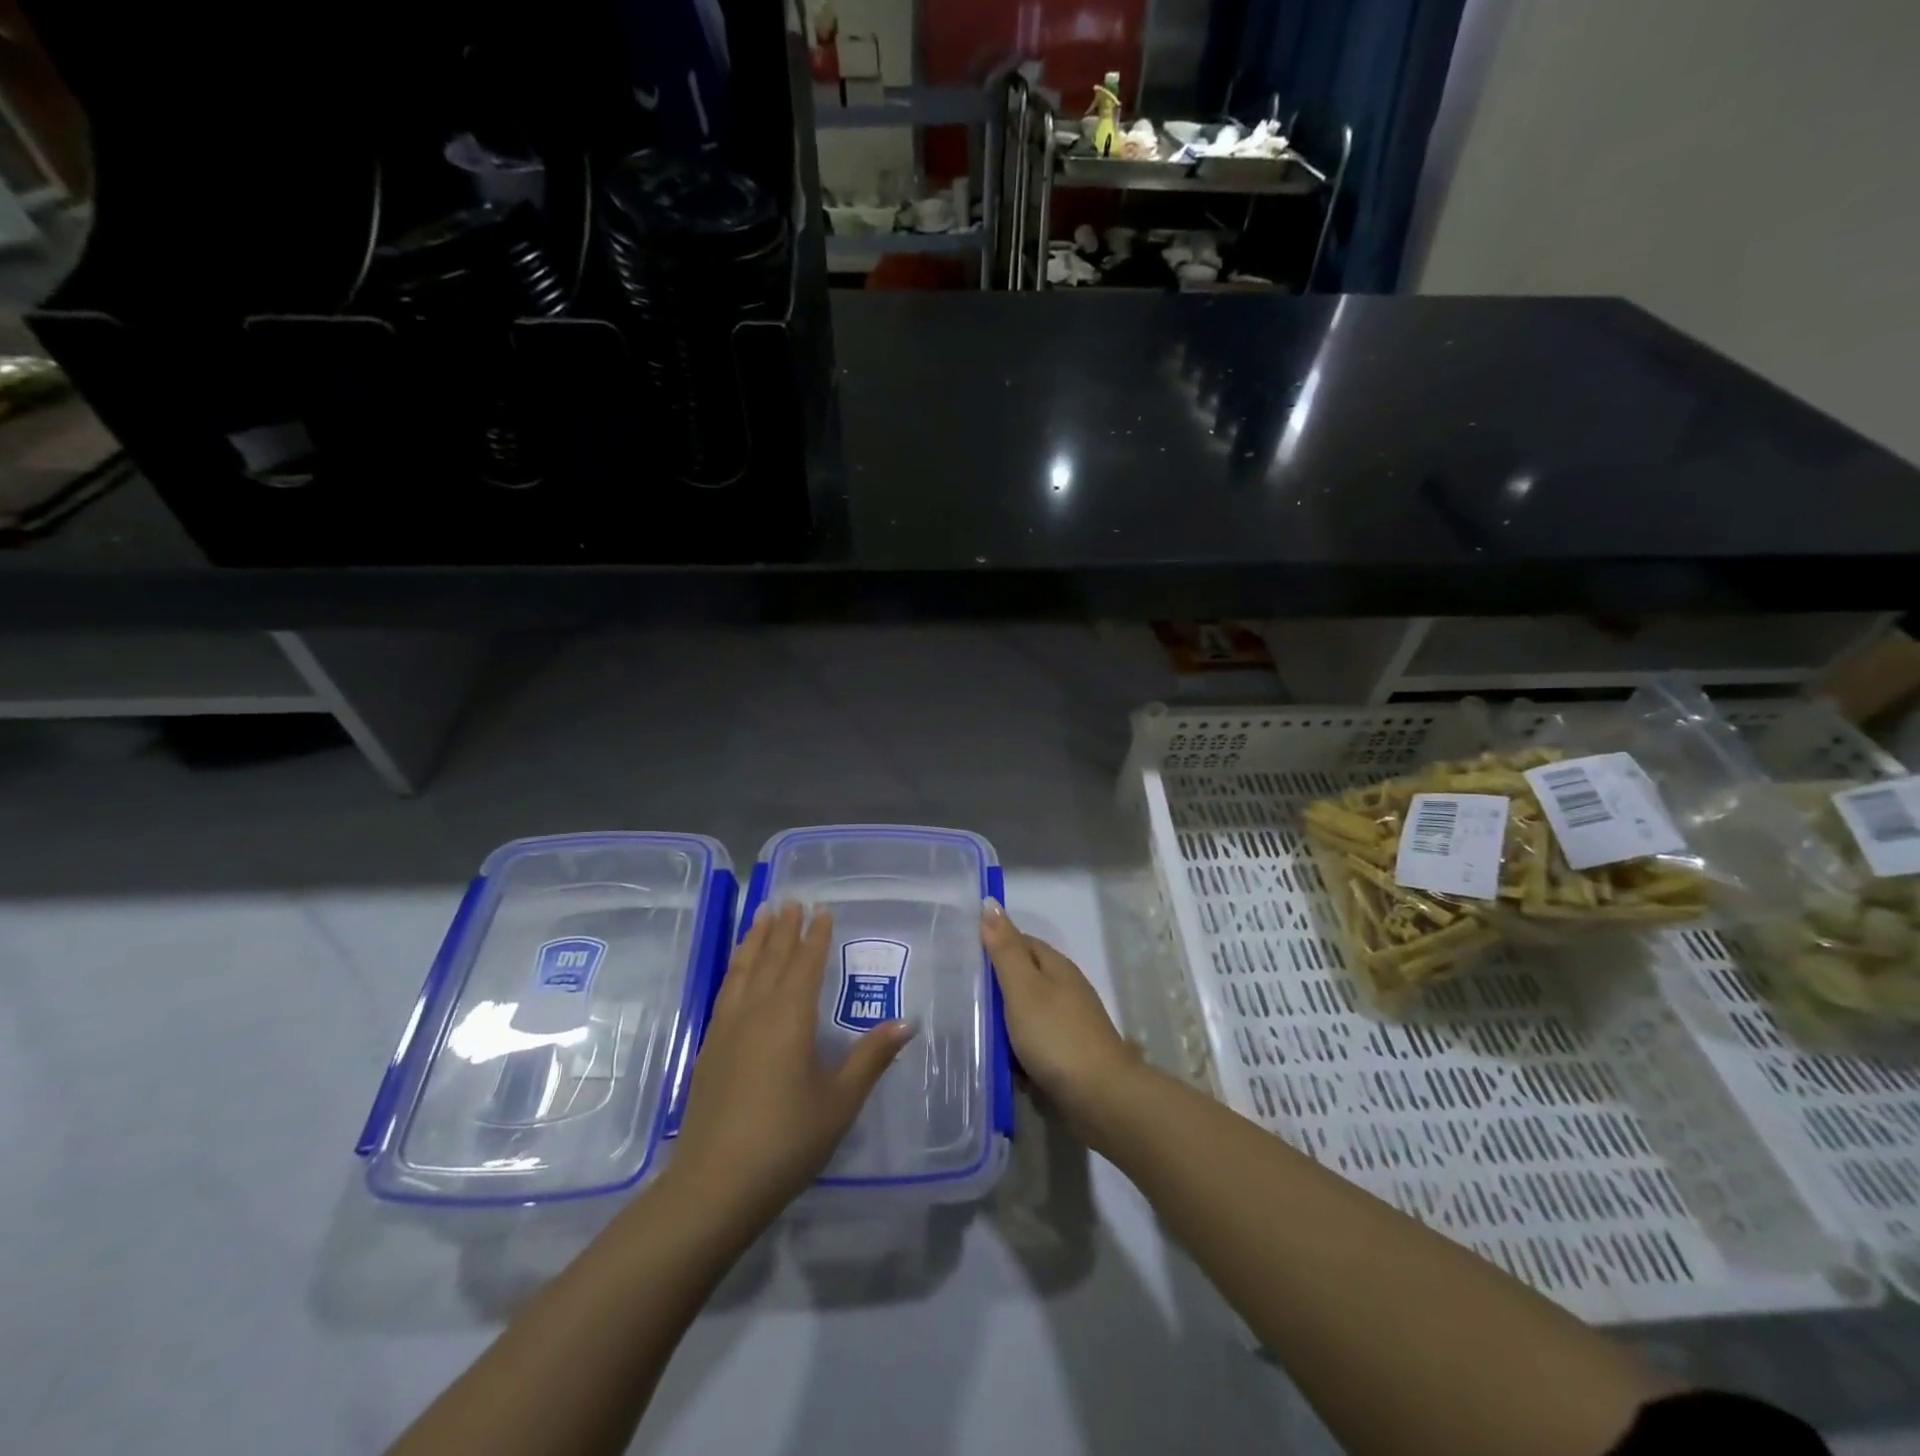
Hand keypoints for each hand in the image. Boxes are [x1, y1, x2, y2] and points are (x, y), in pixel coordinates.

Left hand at [665, 903, 913, 1233]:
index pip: (805, 964)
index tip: (821, 909)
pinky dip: (735, 969)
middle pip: (770, 958)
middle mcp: (756, 1012)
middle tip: (790, 900)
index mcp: (790, 1017)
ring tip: (761, 916)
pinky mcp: (709, 1049)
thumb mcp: (840, 1101)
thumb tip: (906, 1023)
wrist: (714, 1185)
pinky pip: (726, 991)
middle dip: (783, 928)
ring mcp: (727, 1029)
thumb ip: (871, 1058)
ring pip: (742, 970)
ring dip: (754, 940)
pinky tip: (737, 971)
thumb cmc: (787, 1140)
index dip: (815, 935)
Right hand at [981, 900, 1140, 1128]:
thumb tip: (990, 903)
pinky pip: (1033, 1043)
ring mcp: (1069, 1024)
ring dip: (1003, 1020)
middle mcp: (1066, 990)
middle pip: (1024, 977)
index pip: (1022, 941)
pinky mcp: (1068, 1055)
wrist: (1100, 1097)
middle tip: (957, 993)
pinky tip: (997, 1059)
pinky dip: (1016, 1048)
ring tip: (969, 1027)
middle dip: (995, 985)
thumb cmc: (1056, 1036)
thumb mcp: (1023, 988)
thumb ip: (1005, 949)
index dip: (994, 943)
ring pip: (1027, 1013)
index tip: (962, 953)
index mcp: (1057, 967)